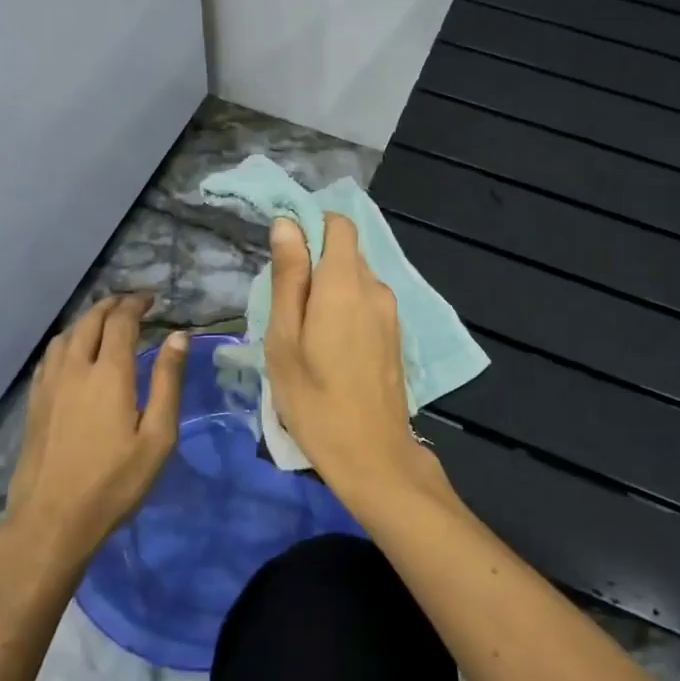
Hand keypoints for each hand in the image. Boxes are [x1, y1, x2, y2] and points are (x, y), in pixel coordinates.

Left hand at [0, 295, 186, 566]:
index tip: (152, 299)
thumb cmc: (114, 482)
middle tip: (131, 303)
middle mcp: (75, 367)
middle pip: (91, 319)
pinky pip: (50, 355)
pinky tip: (73, 353)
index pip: (121, 321)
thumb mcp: (158, 437)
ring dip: (88, 319)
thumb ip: (168, 382)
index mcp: (109, 372)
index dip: (136, 304)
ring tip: (104, 322)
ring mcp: (49, 384)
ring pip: (67, 334)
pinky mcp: (34, 402)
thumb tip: (178, 337)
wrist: (51, 521)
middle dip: (112, 305)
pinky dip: (68, 340)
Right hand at [265, 215, 444, 510]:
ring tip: (303, 333)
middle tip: (285, 307)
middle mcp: (375, 287)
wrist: (373, 457)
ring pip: (354, 279)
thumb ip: (289, 276)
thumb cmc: (315, 398)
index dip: (310, 227)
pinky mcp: (395, 335)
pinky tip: (328, 349)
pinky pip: (365, 303)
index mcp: (346, 281)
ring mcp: (390, 312)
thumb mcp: (285, 337)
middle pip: (344, 252)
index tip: (284, 257)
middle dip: (313, 265)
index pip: (338, 223)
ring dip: (328, 292)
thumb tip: (287, 223)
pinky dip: (344, 310)